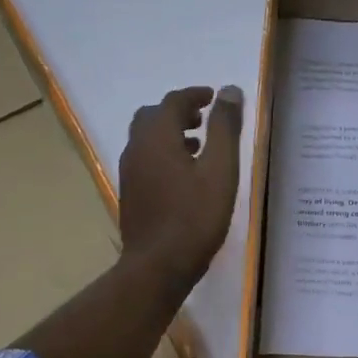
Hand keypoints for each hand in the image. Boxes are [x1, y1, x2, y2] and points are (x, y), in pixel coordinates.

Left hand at [118, 84, 244, 288]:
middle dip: (179, 112)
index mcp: (157, 137)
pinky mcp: (131, 193)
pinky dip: (164, 152)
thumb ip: (223, 127)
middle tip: (204, 118)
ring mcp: (130, 172)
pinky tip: (185, 174)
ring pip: (147, 139)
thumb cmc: (194, 216)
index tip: (214, 96)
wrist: (157, 266)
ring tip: (199, 143)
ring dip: (170, 132)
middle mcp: (137, 148)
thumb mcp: (219, 169)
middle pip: (153, 116)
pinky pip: (146, 159)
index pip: (173, 102)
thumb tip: (228, 90)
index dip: (195, 95)